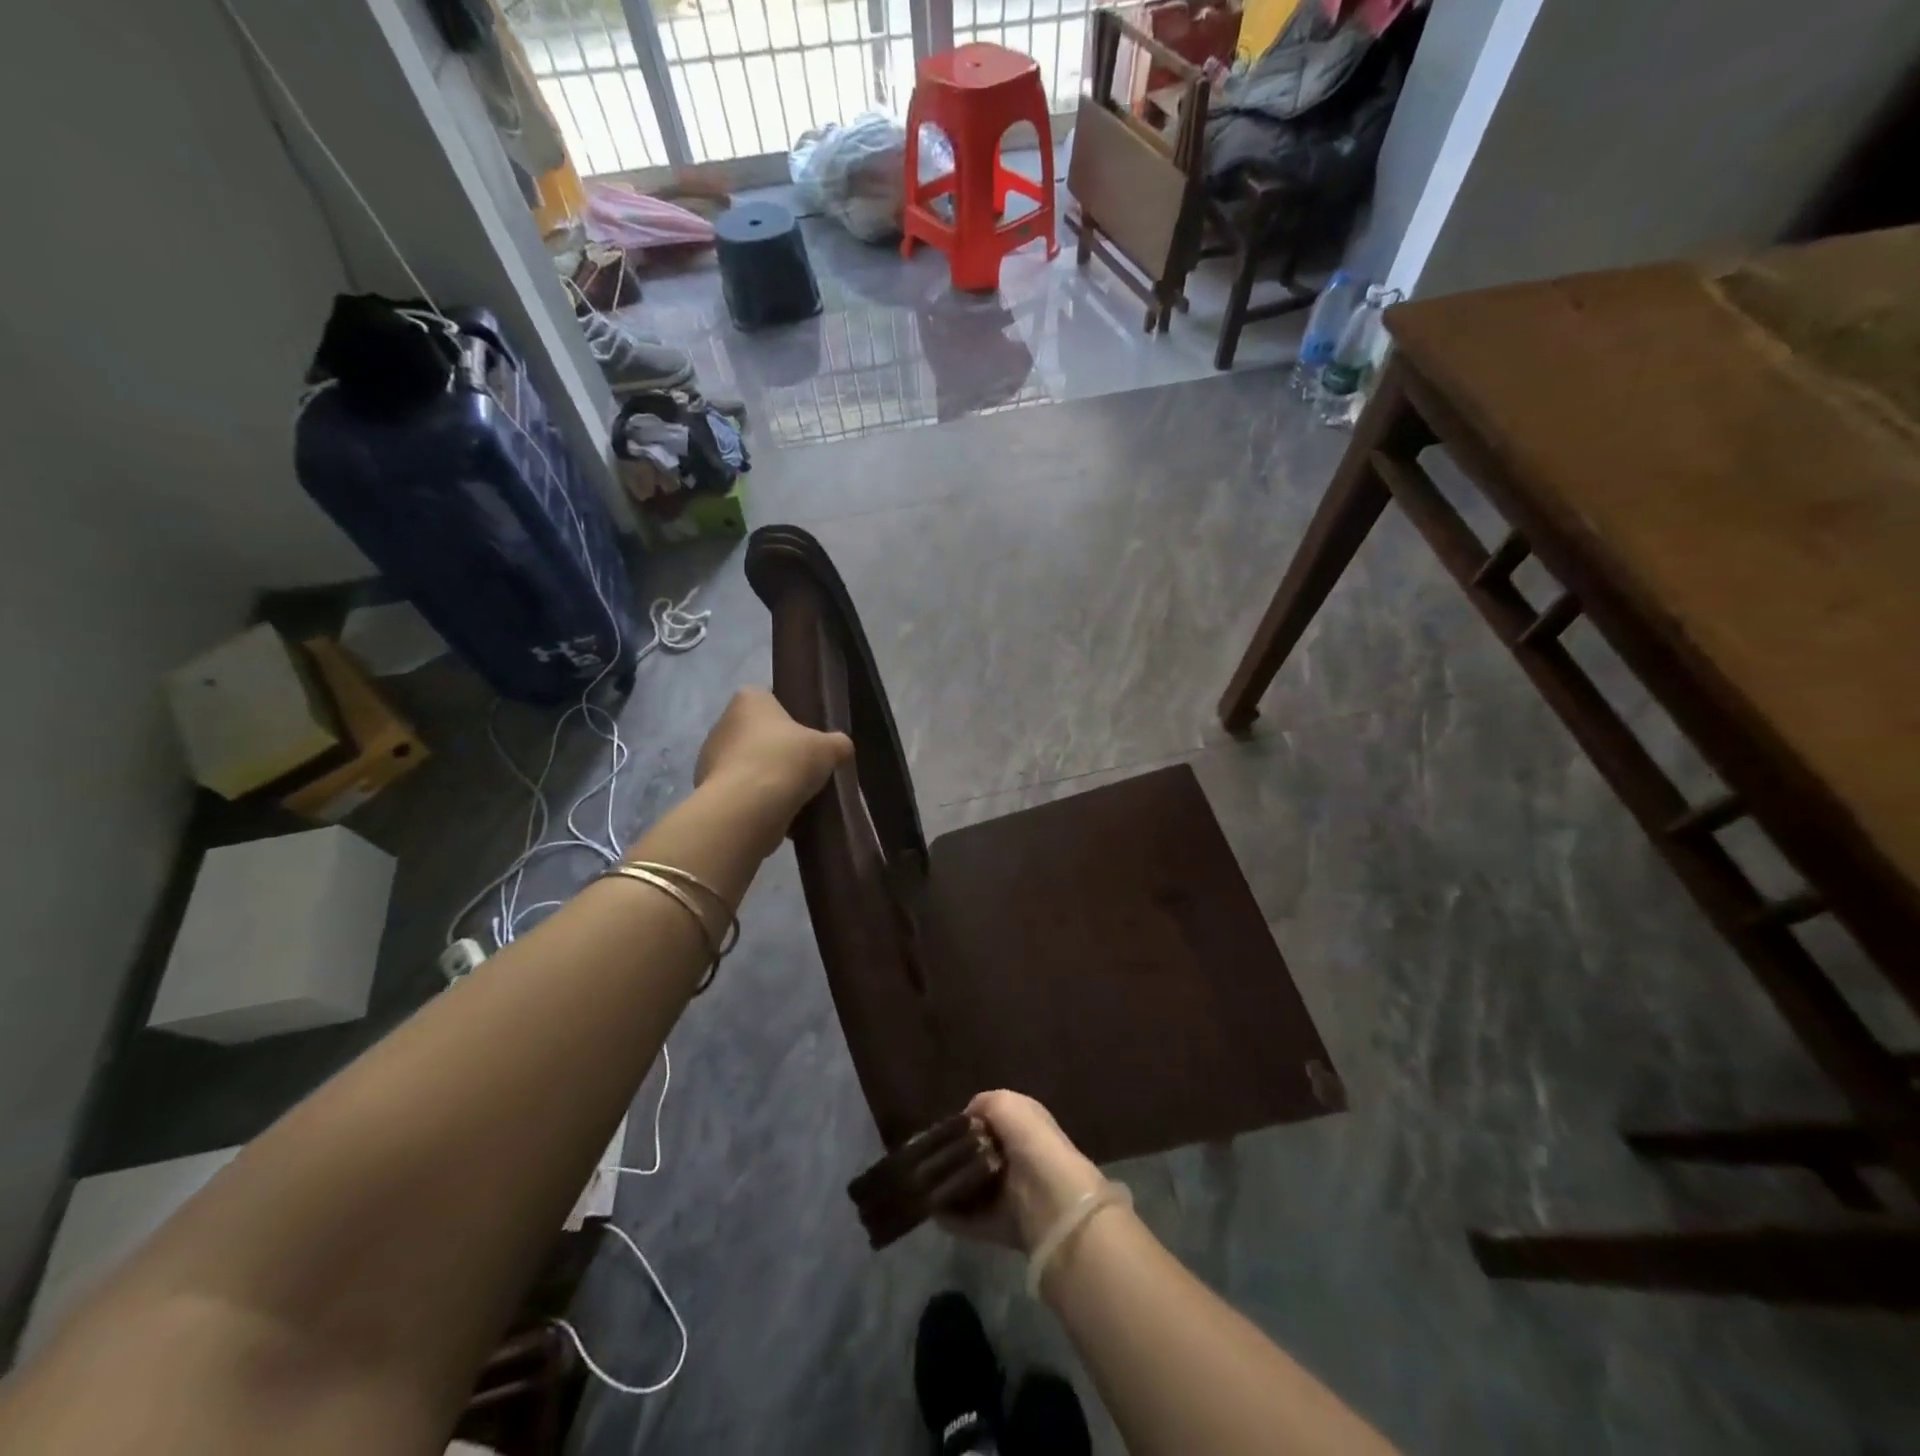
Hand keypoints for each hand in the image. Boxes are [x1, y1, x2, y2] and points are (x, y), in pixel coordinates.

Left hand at [693, 688, 851, 837]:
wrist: (748, 808)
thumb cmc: (786, 761)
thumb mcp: (829, 749)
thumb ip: (838, 744)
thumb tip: (841, 748)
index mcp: (748, 699)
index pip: (768, 699)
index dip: (788, 716)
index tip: (805, 735)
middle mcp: (723, 723)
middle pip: (756, 733)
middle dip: (776, 749)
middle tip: (803, 766)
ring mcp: (710, 758)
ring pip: (746, 764)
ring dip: (765, 776)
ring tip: (792, 795)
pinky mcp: (708, 790)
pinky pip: (739, 791)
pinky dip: (754, 800)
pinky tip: (776, 812)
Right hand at [940, 1091, 1105, 1253]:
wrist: (1052, 1201)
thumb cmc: (1030, 1142)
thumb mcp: (1005, 1103)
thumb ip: (984, 1103)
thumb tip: (967, 1118)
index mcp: (1025, 1123)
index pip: (991, 1120)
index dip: (968, 1123)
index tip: (944, 1129)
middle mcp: (1019, 1155)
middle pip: (979, 1154)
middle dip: (956, 1156)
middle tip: (932, 1157)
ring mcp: (1011, 1192)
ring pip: (972, 1186)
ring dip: (951, 1185)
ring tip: (926, 1181)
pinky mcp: (1002, 1224)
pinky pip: (970, 1218)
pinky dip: (952, 1215)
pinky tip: (932, 1208)